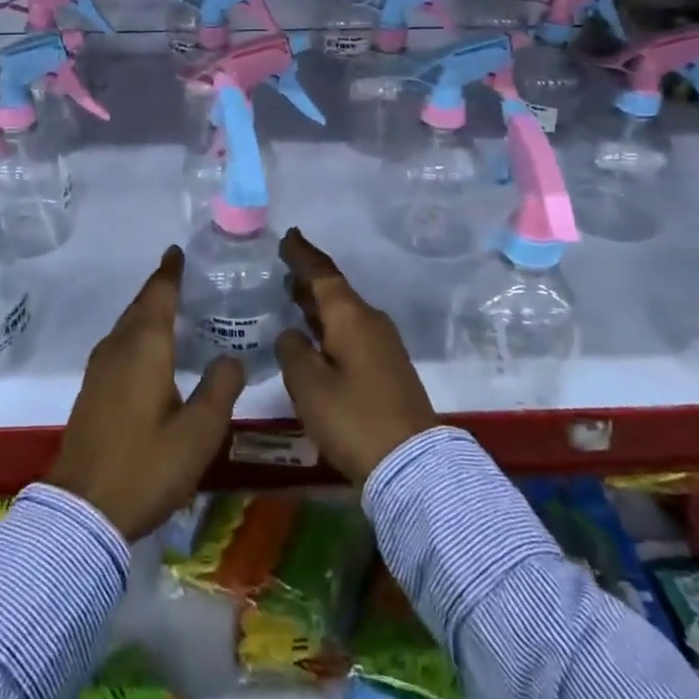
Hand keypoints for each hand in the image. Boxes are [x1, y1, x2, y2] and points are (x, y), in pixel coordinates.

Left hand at [45, 246, 244, 538]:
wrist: (82, 510)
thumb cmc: (146, 466)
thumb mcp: (198, 434)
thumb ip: (220, 389)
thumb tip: (231, 357)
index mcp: (144, 346)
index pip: (159, 294)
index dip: (170, 271)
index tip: (177, 251)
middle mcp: (118, 347)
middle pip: (140, 305)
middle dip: (160, 288)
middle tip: (184, 277)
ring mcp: (99, 368)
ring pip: (127, 325)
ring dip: (147, 311)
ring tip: (173, 310)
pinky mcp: (92, 390)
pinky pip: (119, 344)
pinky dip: (137, 334)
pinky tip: (151, 352)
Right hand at [275, 228, 438, 484]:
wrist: (413, 464)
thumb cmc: (354, 418)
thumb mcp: (309, 385)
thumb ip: (293, 350)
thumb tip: (292, 333)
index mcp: (350, 316)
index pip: (322, 273)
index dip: (302, 255)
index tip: (288, 235)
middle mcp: (369, 321)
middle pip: (335, 291)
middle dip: (309, 279)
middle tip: (285, 268)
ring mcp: (383, 344)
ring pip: (344, 312)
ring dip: (319, 304)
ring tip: (294, 297)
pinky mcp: (388, 367)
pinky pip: (352, 331)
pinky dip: (330, 325)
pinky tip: (316, 336)